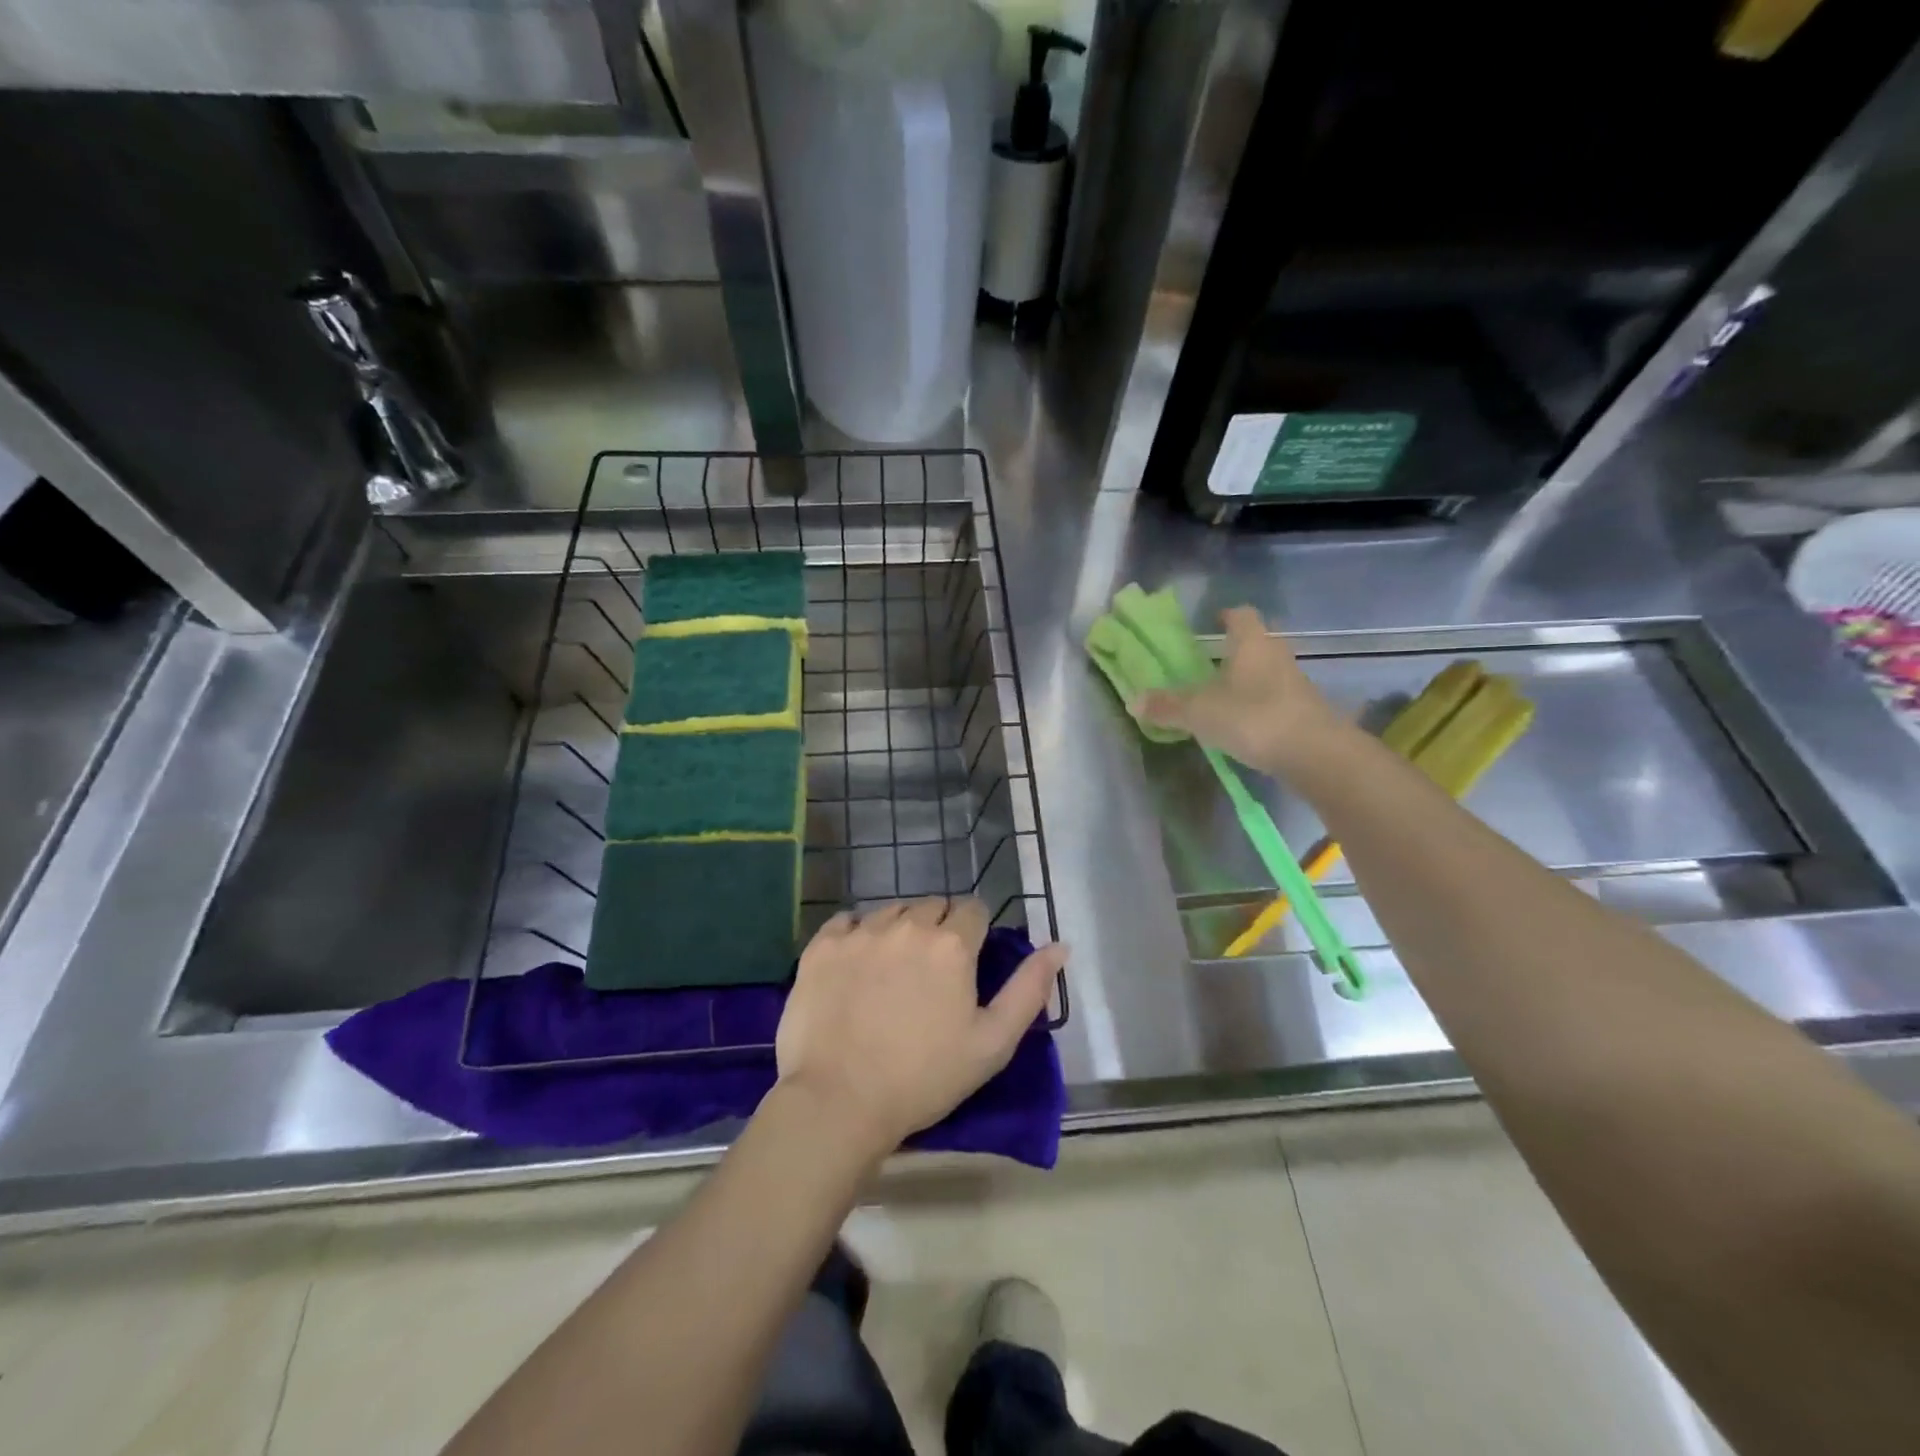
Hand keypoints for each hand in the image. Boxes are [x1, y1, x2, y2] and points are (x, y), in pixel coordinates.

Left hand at [774, 898, 1068, 1159]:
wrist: (839, 1102)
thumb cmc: (925, 1078)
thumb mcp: (993, 1042)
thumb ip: (1030, 989)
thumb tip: (1060, 946)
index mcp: (952, 944)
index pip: (973, 910)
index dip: (974, 932)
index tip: (967, 962)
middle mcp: (907, 925)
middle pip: (932, 906)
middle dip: (938, 929)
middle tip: (931, 973)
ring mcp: (860, 932)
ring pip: (890, 911)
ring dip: (899, 930)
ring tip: (892, 971)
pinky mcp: (822, 946)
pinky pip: (846, 922)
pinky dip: (855, 935)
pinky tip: (855, 966)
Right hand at [1136, 607, 1346, 774]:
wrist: (1315, 754)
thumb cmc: (1253, 717)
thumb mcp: (1199, 713)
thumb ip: (1167, 706)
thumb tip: (1133, 701)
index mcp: (1251, 643)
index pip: (1240, 615)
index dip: (1225, 616)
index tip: (1210, 623)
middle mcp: (1276, 655)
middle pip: (1256, 642)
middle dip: (1234, 650)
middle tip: (1208, 664)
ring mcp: (1295, 683)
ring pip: (1266, 671)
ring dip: (1247, 680)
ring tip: (1220, 698)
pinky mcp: (1304, 711)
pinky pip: (1275, 699)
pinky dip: (1258, 705)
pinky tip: (1242, 724)